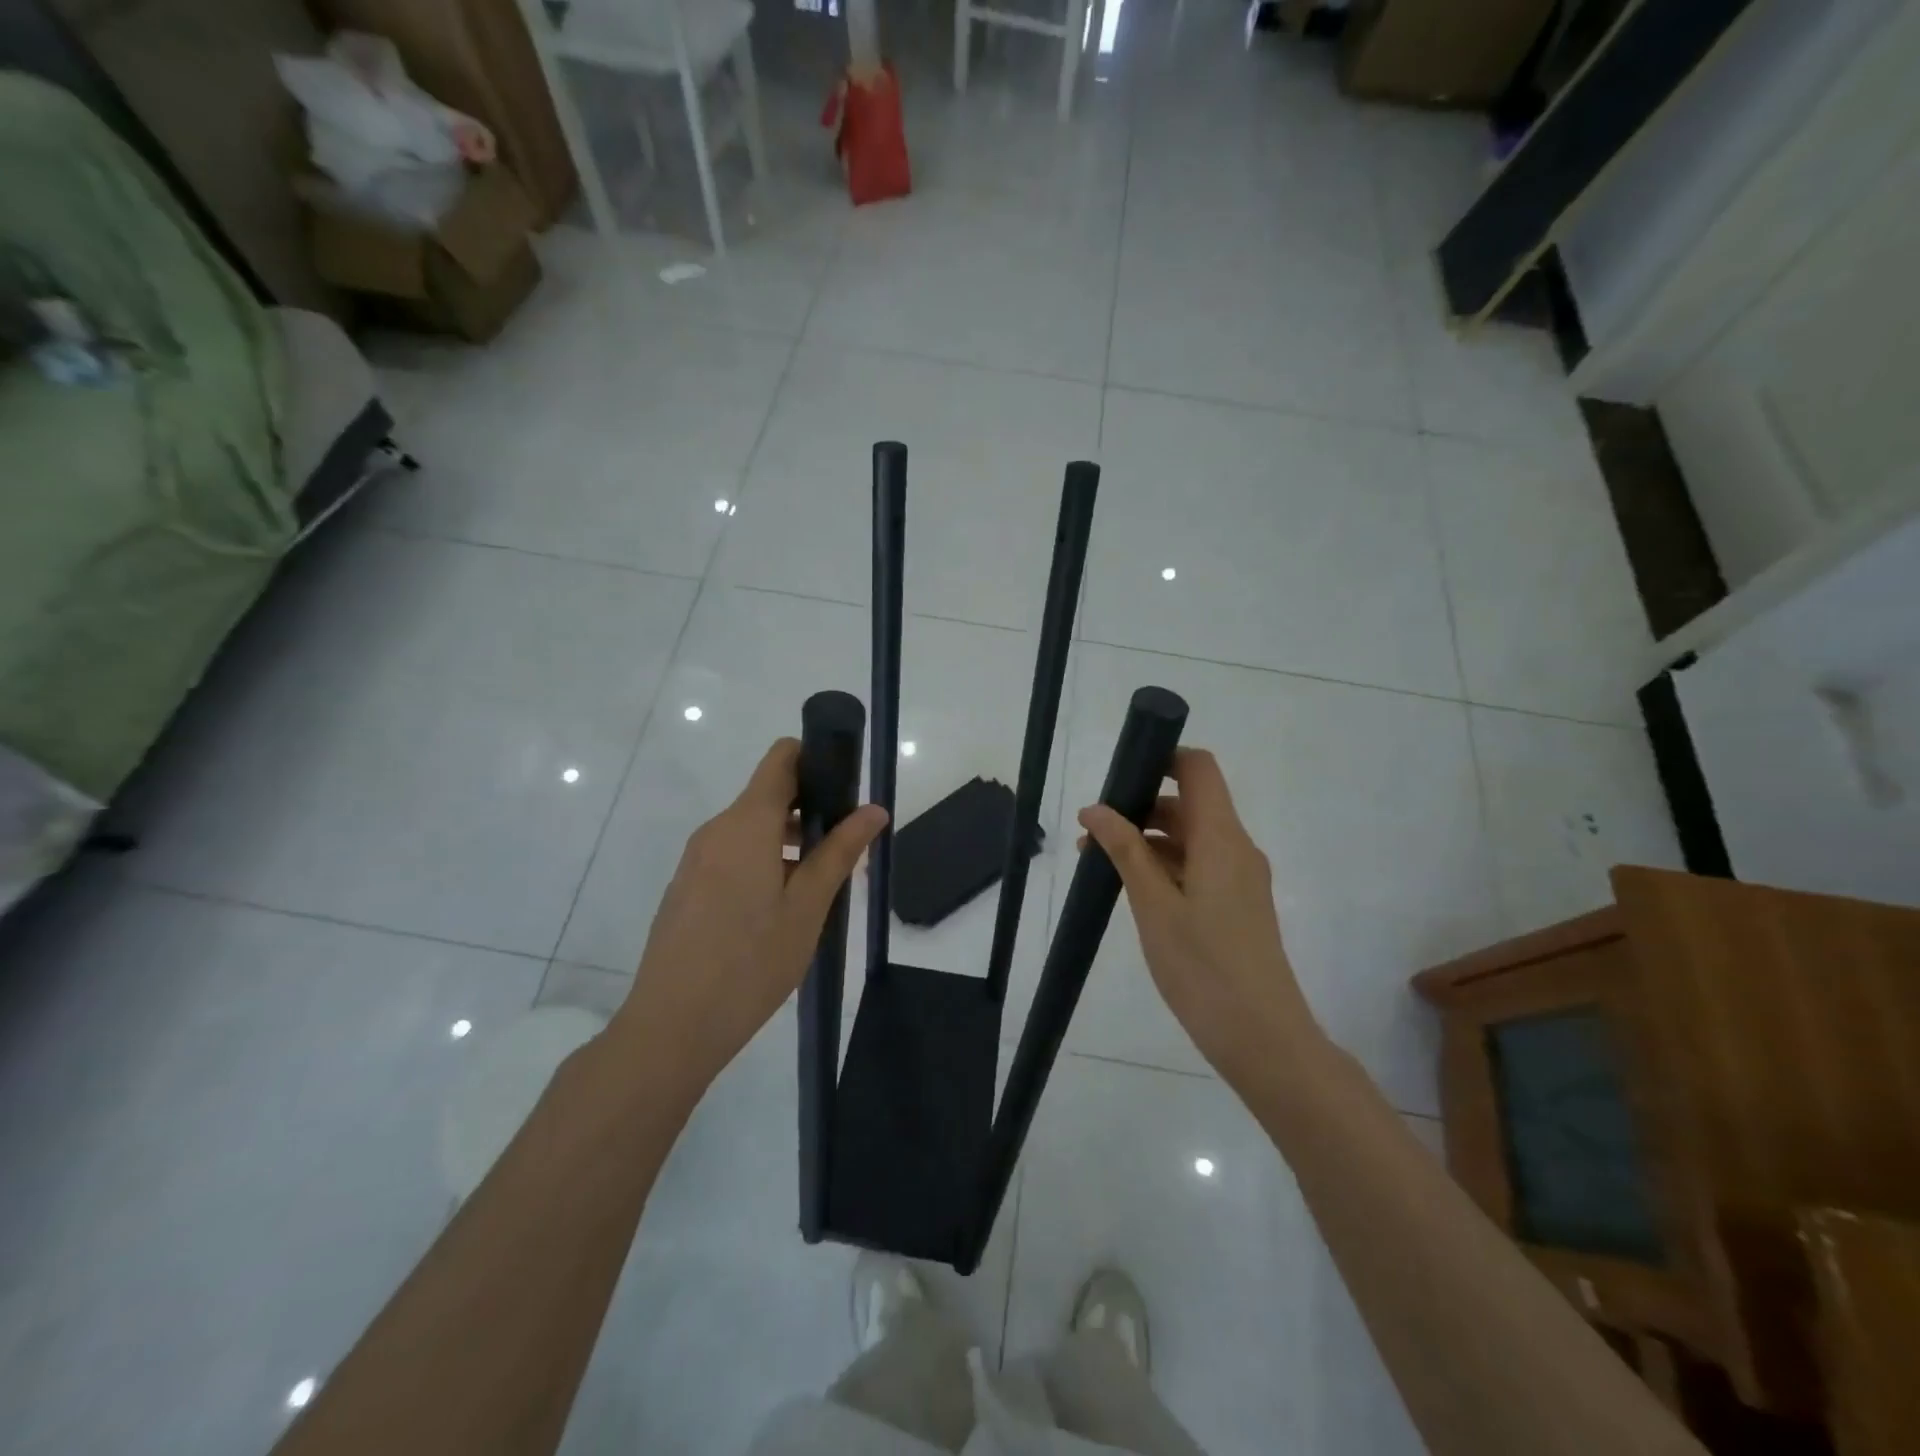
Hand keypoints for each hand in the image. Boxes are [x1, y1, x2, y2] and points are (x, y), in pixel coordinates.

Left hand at [611, 739, 886, 1098]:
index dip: (816, 758)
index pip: (781, 758)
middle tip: (845, 849)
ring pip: (751, 828)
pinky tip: (780, 910)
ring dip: (788, 841)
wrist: (672, 1025)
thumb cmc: (751, 962)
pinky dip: (763, 862)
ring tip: (820, 886)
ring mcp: (696, 859)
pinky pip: (732, 854)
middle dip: (810, 809)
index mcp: (747, 823)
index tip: (847, 787)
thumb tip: (874, 809)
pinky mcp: (687, 886)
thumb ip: (840, 851)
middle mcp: (717, 829)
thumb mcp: (808, 906)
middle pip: (768, 794)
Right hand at [1079, 748, 1322, 1087]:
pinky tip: (1131, 888)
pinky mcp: (1236, 904)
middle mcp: (1237, 848)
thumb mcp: (1154, 905)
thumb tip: (1095, 809)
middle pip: (1190, 803)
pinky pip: (1198, 866)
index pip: (1199, 769)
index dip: (1162, 759)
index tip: (1119, 776)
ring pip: (1191, 837)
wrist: (1262, 1038)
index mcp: (1222, 838)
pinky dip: (1164, 866)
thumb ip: (1125, 850)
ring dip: (1147, 840)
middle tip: (1092, 832)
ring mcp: (1240, 878)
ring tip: (1098, 863)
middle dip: (1140, 806)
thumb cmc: (1203, 967)